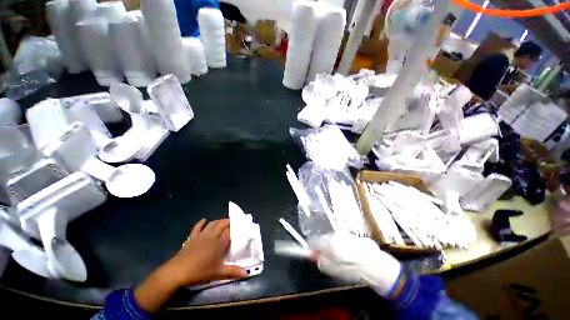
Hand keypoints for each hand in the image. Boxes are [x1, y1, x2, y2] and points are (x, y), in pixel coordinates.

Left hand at [134, 219, 245, 312]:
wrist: (178, 271)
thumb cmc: (200, 271)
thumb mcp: (218, 273)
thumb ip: (232, 271)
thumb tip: (246, 274)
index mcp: (219, 242)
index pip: (230, 231)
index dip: (235, 228)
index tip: (239, 229)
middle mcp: (212, 235)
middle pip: (222, 224)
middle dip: (228, 222)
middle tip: (233, 224)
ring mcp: (202, 235)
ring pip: (212, 223)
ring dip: (218, 221)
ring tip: (223, 222)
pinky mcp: (192, 237)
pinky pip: (198, 227)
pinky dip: (201, 223)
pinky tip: (204, 220)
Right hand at [309, 233, 401, 296]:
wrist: (375, 265)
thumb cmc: (350, 269)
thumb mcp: (331, 269)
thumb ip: (320, 261)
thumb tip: (313, 255)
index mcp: (327, 242)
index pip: (313, 241)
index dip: (313, 249)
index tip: (316, 257)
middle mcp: (334, 234)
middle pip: (323, 239)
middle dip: (324, 247)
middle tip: (331, 260)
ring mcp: (345, 233)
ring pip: (334, 238)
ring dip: (334, 246)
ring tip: (343, 258)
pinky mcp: (353, 235)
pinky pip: (344, 239)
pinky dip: (344, 245)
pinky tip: (351, 255)